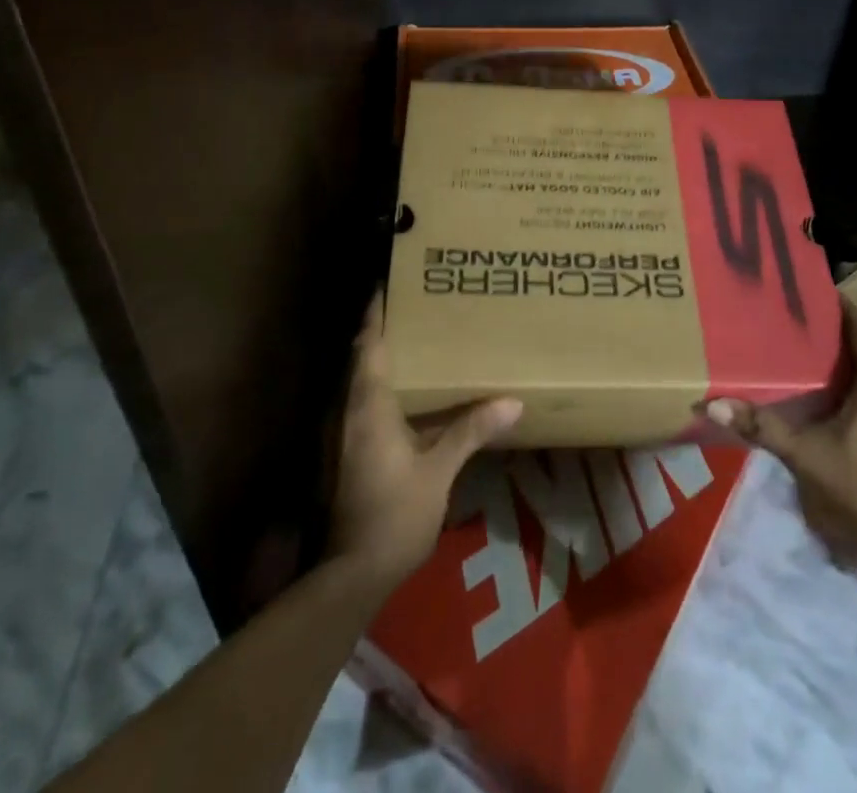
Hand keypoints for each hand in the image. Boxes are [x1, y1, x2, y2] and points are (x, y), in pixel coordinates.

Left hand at [329, 292, 522, 591]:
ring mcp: (343, 434)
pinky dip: (384, 387)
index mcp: (368, 405)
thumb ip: (471, 431)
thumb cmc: (395, 514)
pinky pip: (365, 404)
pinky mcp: (346, 454)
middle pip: (362, 358)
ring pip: (361, 382)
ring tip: (418, 342)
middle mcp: (349, 411)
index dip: (376, 313)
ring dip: (382, 359)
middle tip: (415, 307)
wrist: (352, 574)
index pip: (369, 345)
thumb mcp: (438, 471)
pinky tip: (412, 395)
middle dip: (382, 330)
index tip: (388, 283)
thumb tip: (512, 401)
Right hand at [707, 296, 856, 558]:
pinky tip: (806, 394)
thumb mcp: (807, 455)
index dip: (841, 307)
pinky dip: (834, 388)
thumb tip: (712, 403)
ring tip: (789, 346)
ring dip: (830, 362)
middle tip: (787, 314)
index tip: (812, 286)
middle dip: (826, 332)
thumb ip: (762, 427)